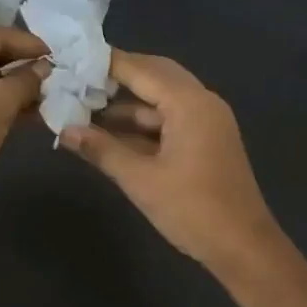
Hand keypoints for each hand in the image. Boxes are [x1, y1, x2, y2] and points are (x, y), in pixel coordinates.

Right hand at [60, 51, 286, 273]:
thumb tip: (64, 131)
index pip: (141, 69)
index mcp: (189, 103)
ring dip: (128, 105)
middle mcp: (202, 102)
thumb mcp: (140, 180)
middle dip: (117, 78)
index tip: (72, 58)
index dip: (107, 63)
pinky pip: (171, 120)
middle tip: (78, 79)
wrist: (242, 247)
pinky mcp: (207, 142)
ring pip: (162, 100)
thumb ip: (102, 150)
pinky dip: (143, 124)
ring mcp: (207, 122)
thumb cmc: (192, 209)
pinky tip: (111, 135)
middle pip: (155, 76)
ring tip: (84, 108)